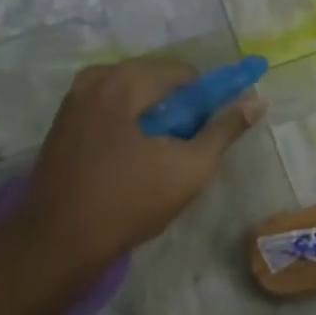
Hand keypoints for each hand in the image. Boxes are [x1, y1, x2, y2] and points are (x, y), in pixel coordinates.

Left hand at [18, 58, 264, 267]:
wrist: (59, 241)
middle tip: (185, 152)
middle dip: (178, 112)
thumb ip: (225, 130)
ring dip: (154, 122)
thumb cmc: (130, 201)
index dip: (207, 101)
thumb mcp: (190, 167)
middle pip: (157, 83)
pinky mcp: (62, 124)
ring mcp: (73, 100)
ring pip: (133, 99)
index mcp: (124, 80)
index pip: (185, 74)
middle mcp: (95, 78)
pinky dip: (129, 129)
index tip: (211, 134)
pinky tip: (131, 164)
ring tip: (159, 162)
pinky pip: (111, 113)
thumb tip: (256, 101)